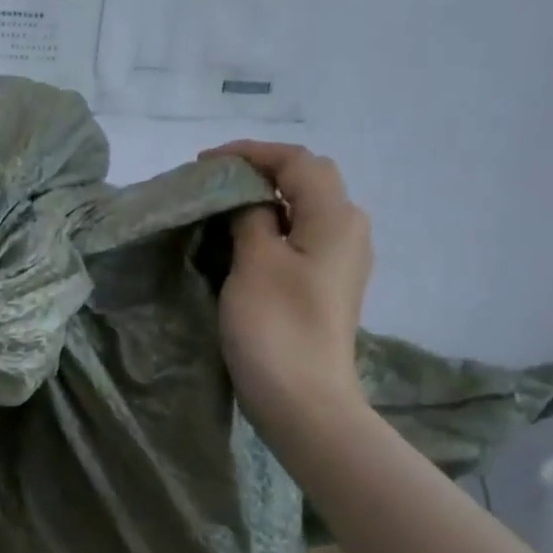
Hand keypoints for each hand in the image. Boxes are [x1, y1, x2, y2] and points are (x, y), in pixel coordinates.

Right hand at [203, 141, 373, 433]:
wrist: (303, 399)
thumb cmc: (277, 327)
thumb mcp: (255, 263)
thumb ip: (251, 219)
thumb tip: (250, 202)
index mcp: (335, 218)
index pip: (297, 162)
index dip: (252, 153)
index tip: (204, 161)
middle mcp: (347, 231)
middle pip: (307, 181)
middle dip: (260, 172)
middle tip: (212, 181)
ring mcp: (339, 261)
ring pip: (302, 210)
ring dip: (263, 201)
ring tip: (219, 207)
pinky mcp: (324, 286)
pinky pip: (298, 239)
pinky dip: (268, 228)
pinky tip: (239, 242)